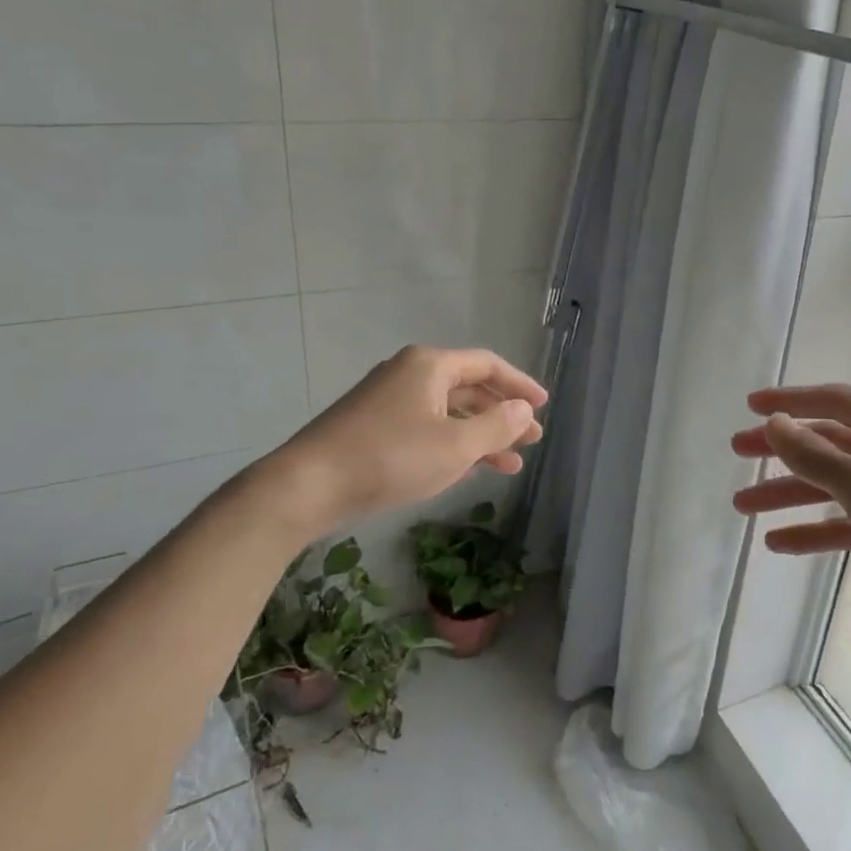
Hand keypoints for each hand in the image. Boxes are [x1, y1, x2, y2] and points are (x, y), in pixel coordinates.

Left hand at [261, 346, 546, 534]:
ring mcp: (388, 400)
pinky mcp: (373, 426)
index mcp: (430, 365)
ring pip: (448, 412)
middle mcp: (410, 374)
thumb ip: (497, 426)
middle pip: (469, 388)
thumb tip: (524, 410)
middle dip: (502, 415)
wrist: (307, 486)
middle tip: (531, 441)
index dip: (520, 385)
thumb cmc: (390, 458)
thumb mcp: (455, 446)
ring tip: (509, 466)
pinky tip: (467, 470)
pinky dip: (452, 444)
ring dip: (480, 436)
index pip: (488, 365)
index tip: (544, 406)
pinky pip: (426, 428)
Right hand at [730, 383, 850, 669]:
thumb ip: (813, 454)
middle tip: (738, 451)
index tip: (750, 406)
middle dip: (782, 449)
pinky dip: (813, 529)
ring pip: (831, 484)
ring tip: (742, 505)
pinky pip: (844, 521)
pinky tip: (778, 542)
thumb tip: (773, 423)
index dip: (790, 401)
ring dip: (789, 493)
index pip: (834, 401)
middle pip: (827, 442)